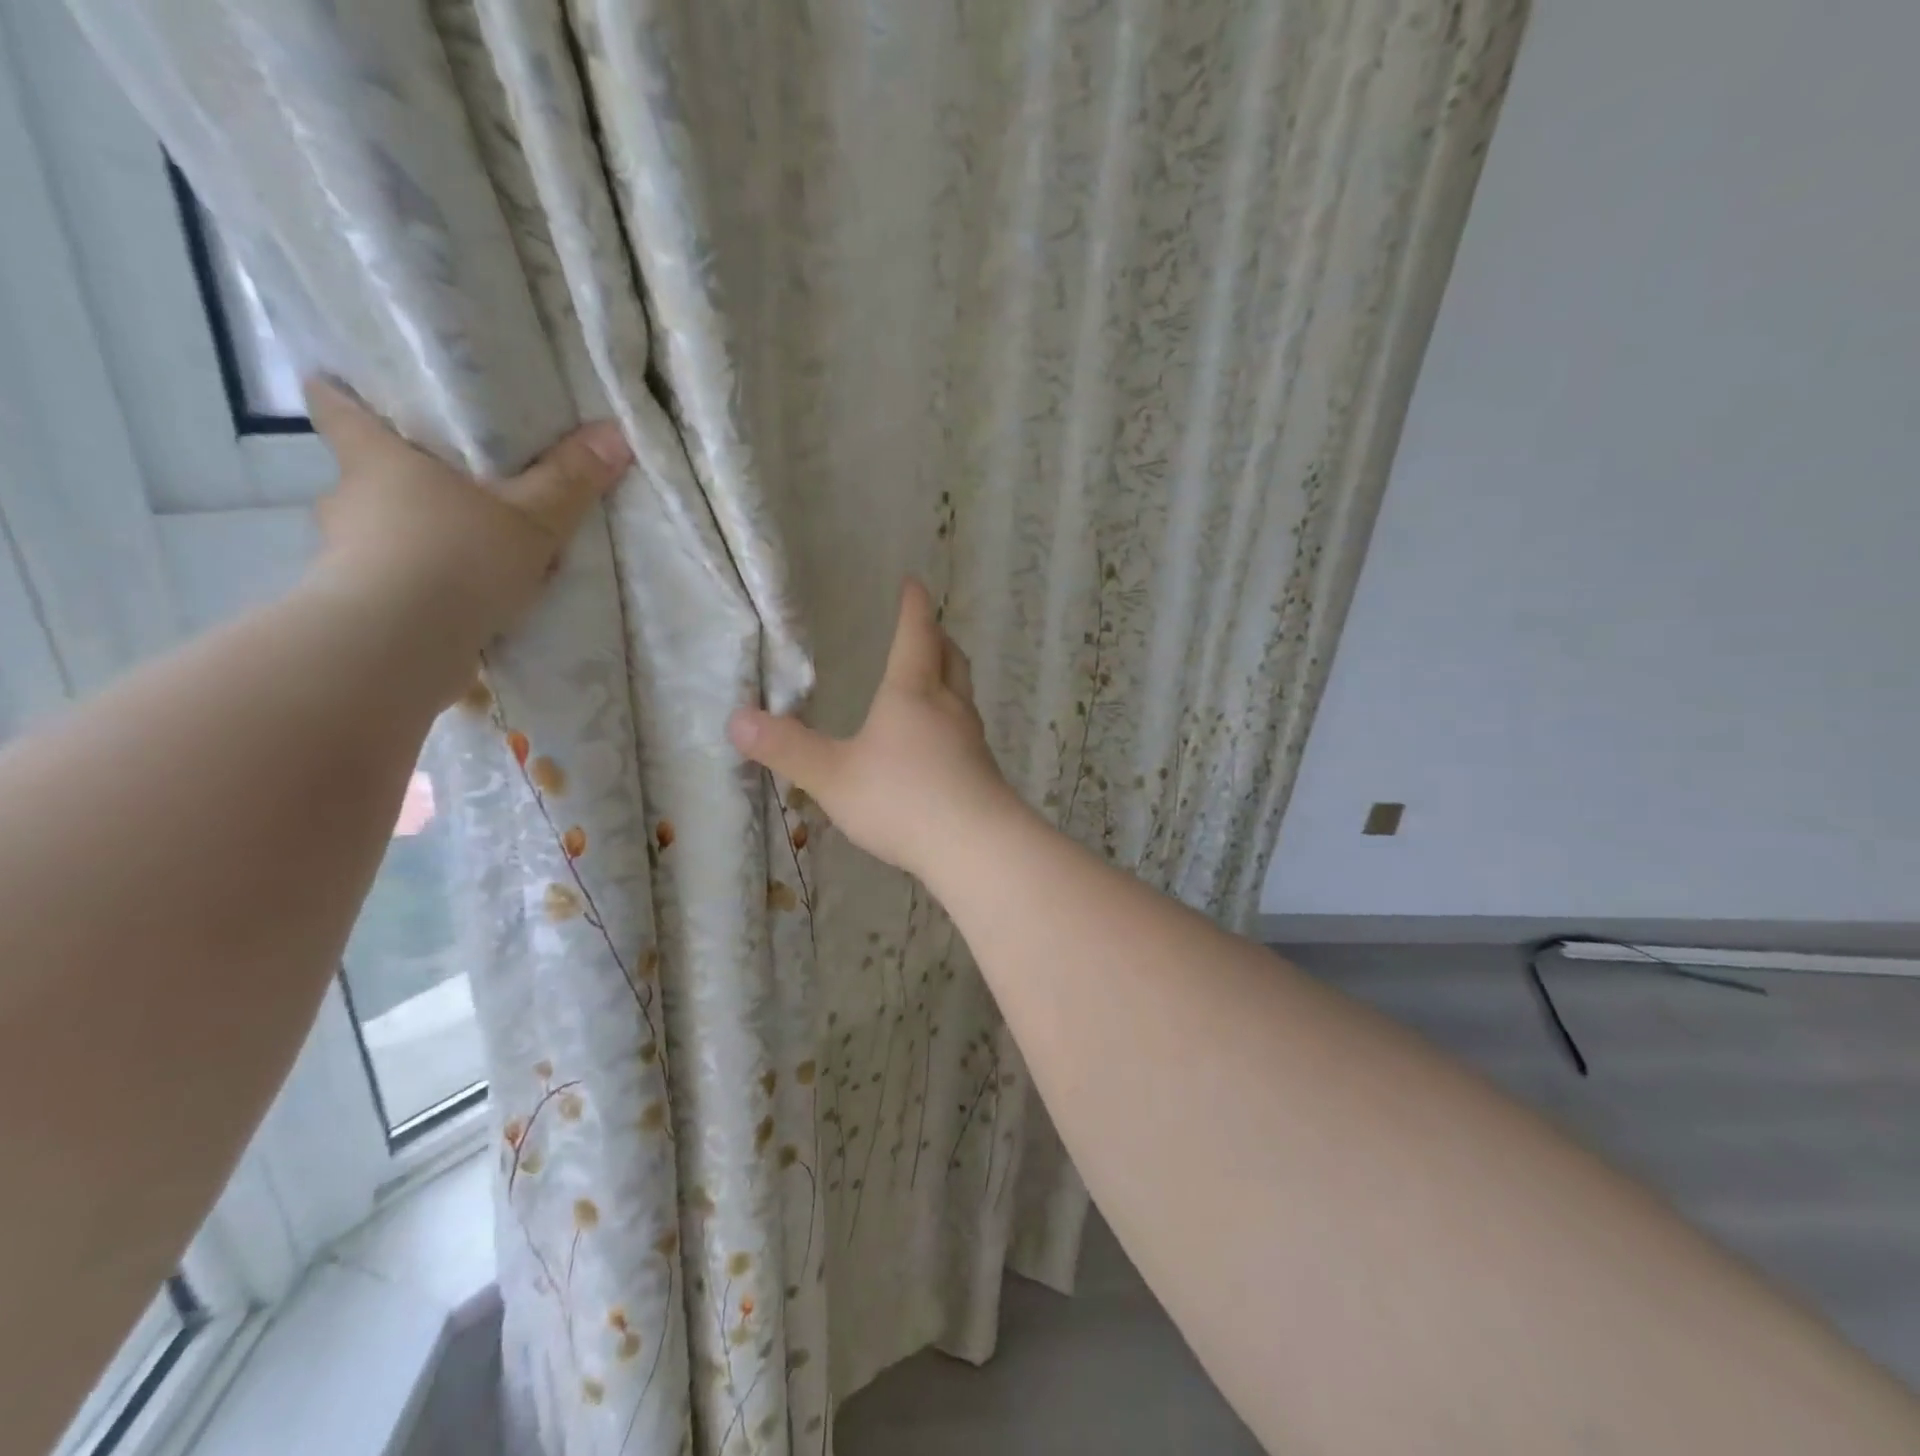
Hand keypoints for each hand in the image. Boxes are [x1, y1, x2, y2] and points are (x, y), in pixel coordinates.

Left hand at [303, 378, 630, 677]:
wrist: (400, 646)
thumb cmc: (456, 557)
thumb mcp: (532, 518)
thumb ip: (570, 480)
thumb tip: (615, 432)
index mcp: (377, 459)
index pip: (335, 405)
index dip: (345, 392)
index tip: (361, 390)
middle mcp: (349, 499)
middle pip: (369, 474)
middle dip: (408, 482)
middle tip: (458, 490)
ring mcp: (346, 555)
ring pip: (384, 534)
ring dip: (420, 542)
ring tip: (473, 556)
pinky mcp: (359, 604)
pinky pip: (397, 584)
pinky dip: (425, 590)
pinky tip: (466, 605)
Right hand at [728, 579, 1020, 879]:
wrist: (975, 846)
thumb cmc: (901, 799)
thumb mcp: (832, 776)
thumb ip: (787, 749)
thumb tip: (735, 719)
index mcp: (912, 693)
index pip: (916, 635)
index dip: (913, 607)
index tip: (914, 583)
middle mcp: (948, 707)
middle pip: (950, 658)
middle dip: (937, 638)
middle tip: (928, 628)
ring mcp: (971, 740)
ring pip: (963, 694)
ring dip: (949, 677)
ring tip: (934, 679)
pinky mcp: (983, 772)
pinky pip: (967, 731)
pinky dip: (953, 719)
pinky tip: (940, 743)